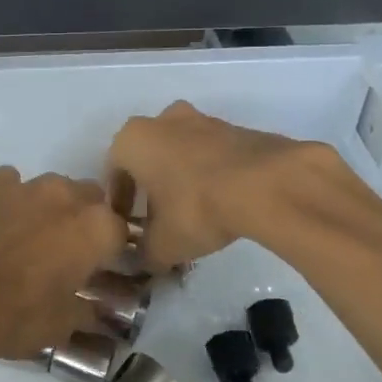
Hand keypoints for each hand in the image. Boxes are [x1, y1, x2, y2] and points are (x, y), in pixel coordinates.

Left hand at [0, 167, 126, 363]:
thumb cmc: (18, 314)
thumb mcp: (62, 325)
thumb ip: (87, 311)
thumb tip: (96, 311)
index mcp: (98, 228)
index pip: (121, 232)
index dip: (111, 251)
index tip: (100, 269)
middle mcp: (69, 196)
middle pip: (90, 199)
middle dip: (84, 220)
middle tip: (67, 251)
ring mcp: (28, 185)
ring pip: (52, 187)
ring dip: (49, 206)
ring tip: (30, 236)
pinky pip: (11, 184)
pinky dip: (10, 199)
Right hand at [110, 101, 337, 268]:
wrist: (267, 185)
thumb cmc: (196, 207)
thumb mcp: (163, 245)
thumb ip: (144, 255)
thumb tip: (142, 262)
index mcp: (132, 140)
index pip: (113, 173)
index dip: (119, 204)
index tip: (128, 227)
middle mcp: (162, 120)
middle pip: (147, 157)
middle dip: (150, 186)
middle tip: (158, 219)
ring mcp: (202, 120)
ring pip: (181, 151)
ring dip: (181, 177)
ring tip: (192, 212)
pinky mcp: (237, 128)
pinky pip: (212, 154)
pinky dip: (210, 174)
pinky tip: (221, 202)